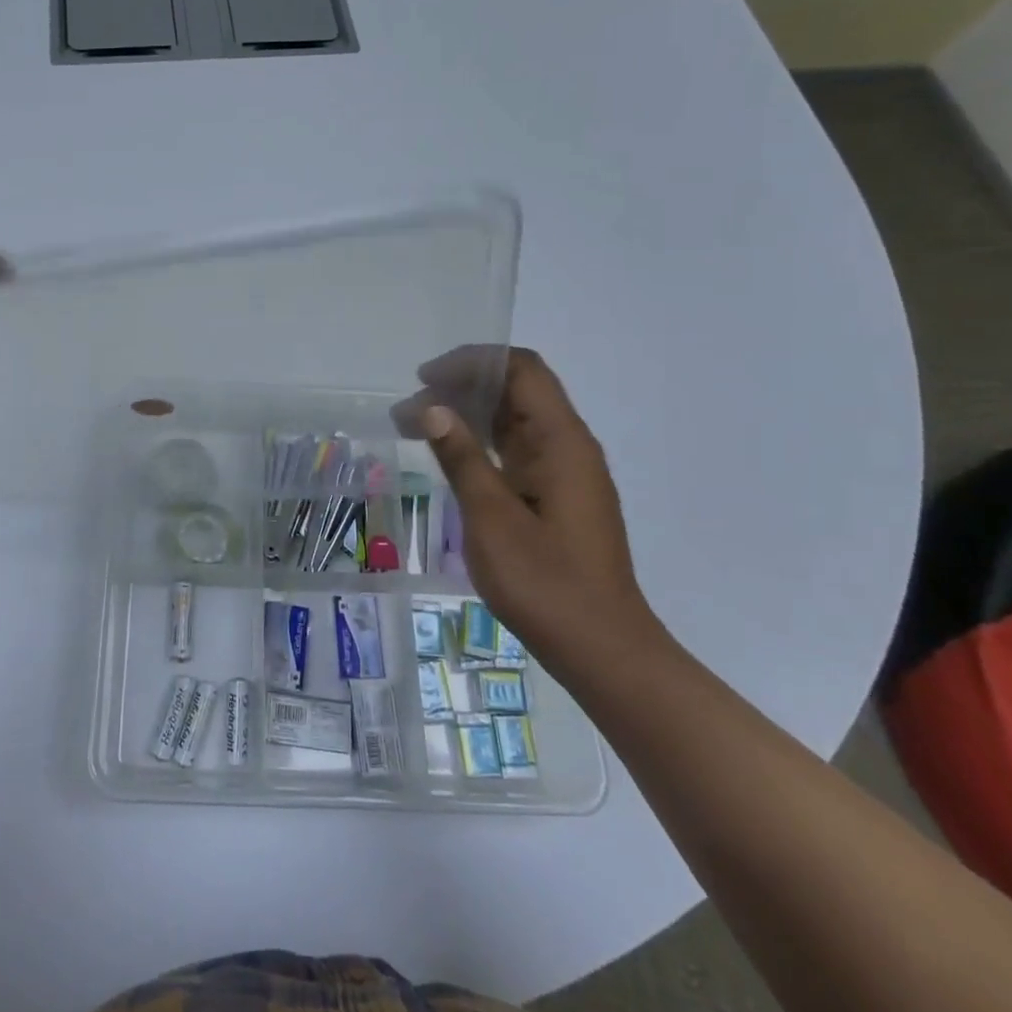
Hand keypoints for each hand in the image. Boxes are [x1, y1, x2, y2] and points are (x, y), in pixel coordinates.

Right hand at [417, 348, 653, 666]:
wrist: (602, 650)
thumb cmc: (546, 584)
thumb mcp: (492, 518)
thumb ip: (462, 458)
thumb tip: (432, 407)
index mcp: (562, 442)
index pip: (522, 370)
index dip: (473, 362)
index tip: (426, 378)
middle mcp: (568, 447)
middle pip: (517, 390)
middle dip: (462, 387)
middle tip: (409, 408)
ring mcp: (564, 473)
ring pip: (513, 420)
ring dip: (467, 415)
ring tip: (415, 426)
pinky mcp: (555, 496)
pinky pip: (515, 450)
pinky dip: (480, 443)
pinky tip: (449, 456)